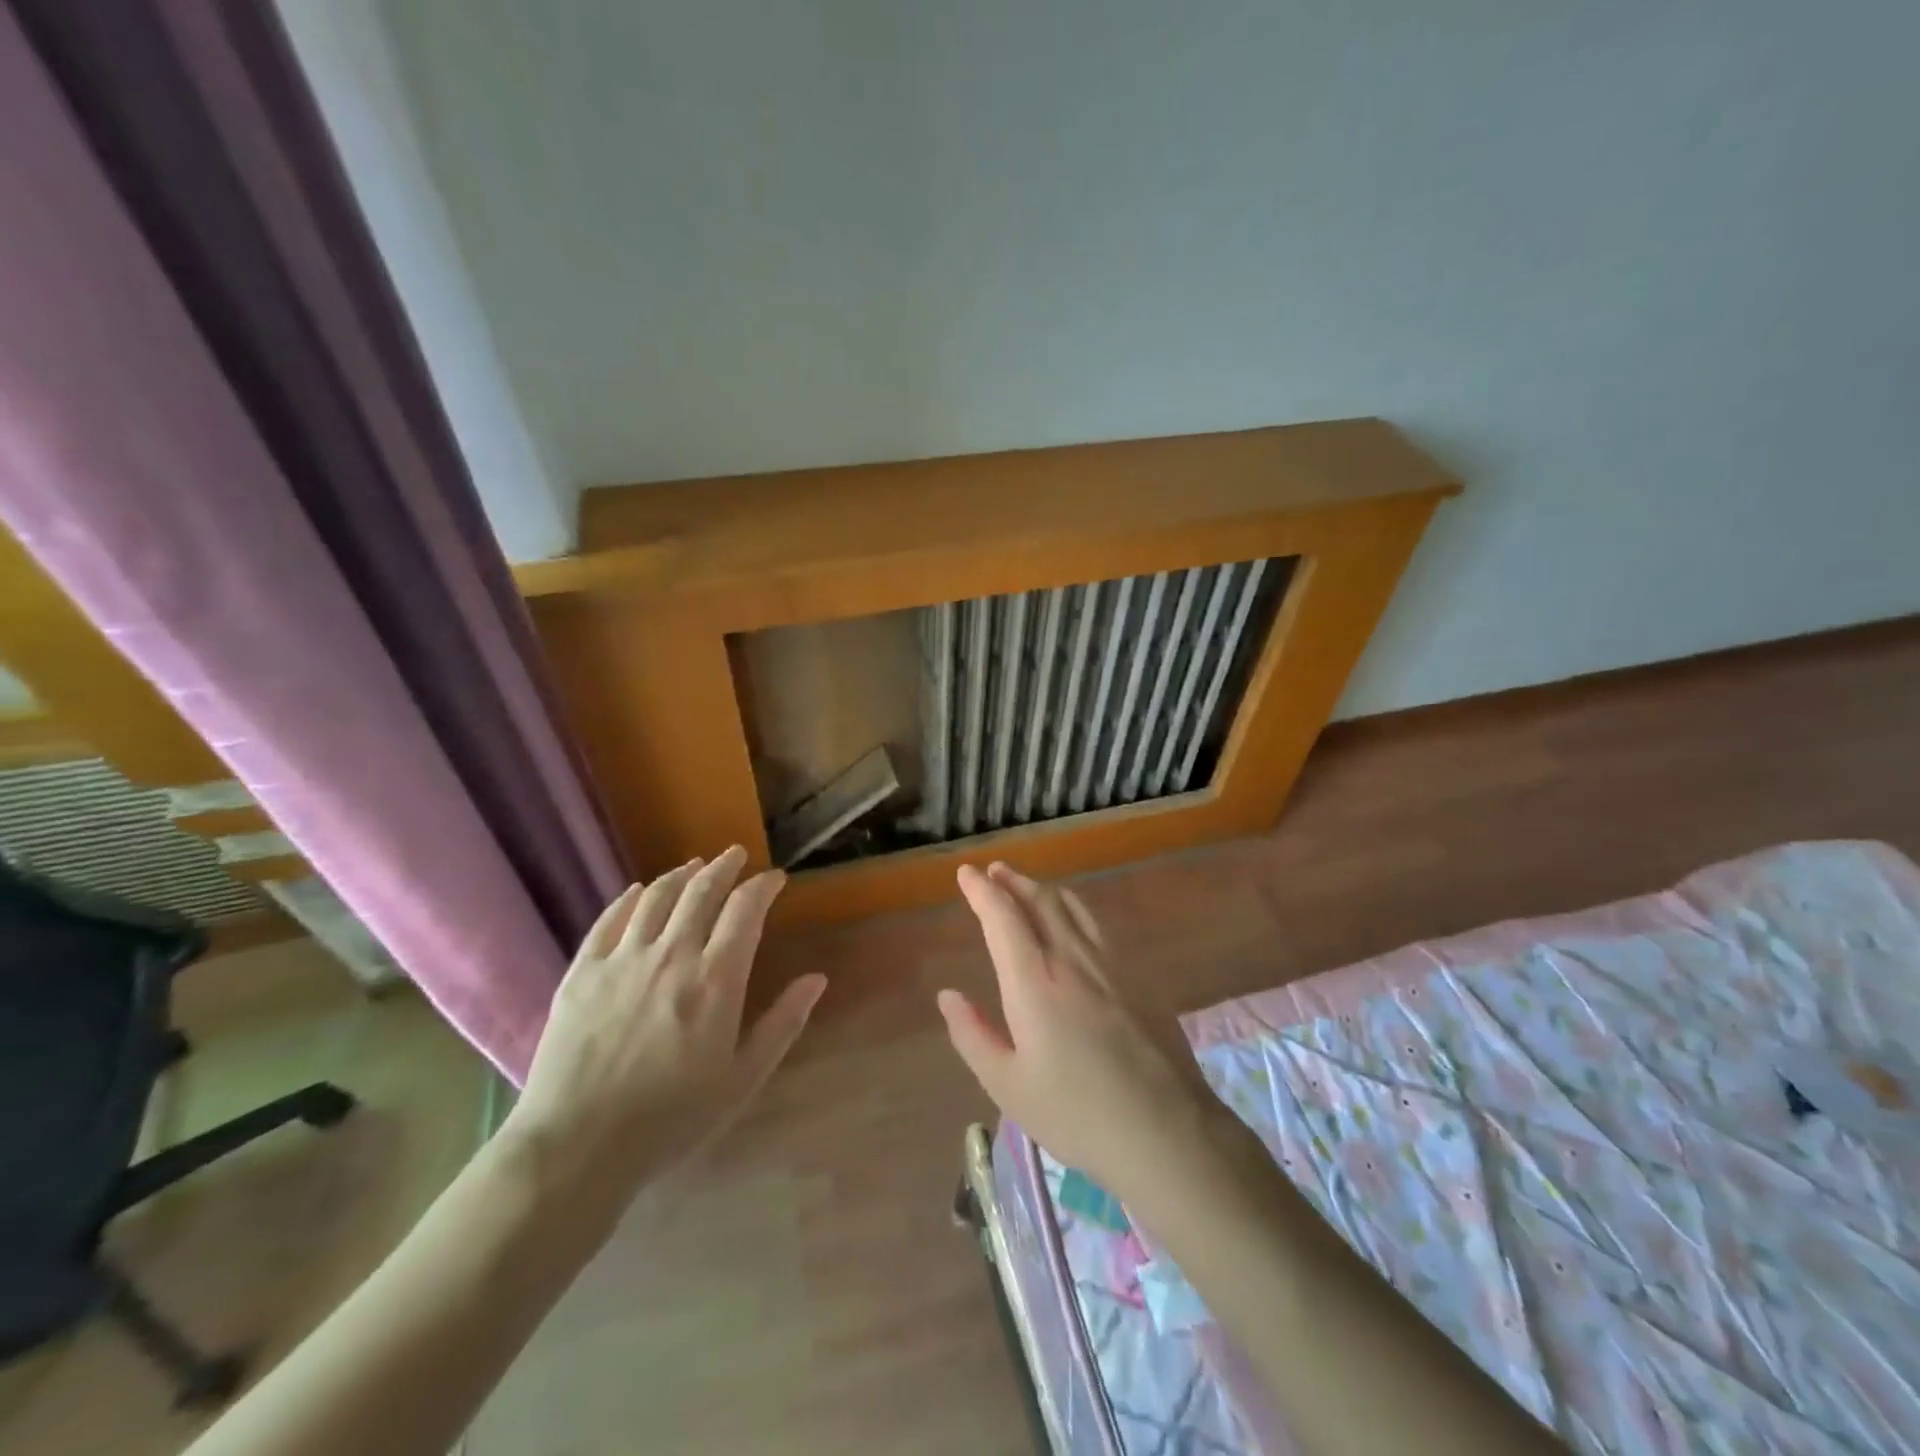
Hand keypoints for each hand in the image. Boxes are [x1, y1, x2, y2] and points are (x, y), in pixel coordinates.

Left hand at [504, 846, 825, 1201]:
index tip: (774, 879)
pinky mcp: (582, 972)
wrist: (578, 1146)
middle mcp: (672, 954)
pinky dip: (629, 898)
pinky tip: (639, 891)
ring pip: (657, 897)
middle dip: (724, 867)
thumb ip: (783, 1023)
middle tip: (735, 856)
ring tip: (694, 865)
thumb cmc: (672, 1118)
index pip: (746, 910)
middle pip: (701, 891)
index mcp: (716, 979)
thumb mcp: (743, 1078)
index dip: (763, 886)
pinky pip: (609, 919)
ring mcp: (622, 959)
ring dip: (681, 874)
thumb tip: (817, 979)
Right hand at [940, 862, 1227, 1197]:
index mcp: (1034, 981)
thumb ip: (973, 1035)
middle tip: (994, 871)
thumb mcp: (1008, 1086)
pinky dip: (1074, 910)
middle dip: (1013, 881)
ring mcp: (1111, 963)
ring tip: (1028, 887)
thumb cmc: (1077, 1113)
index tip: (966, 873)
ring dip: (1044, 889)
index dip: (981, 890)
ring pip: (1073, 907)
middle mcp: (1072, 958)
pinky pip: (1098, 926)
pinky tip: (1074, 923)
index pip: (1002, 917)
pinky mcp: (1138, 976)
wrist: (1167, 1130)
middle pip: (1040, 900)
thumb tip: (948, 995)